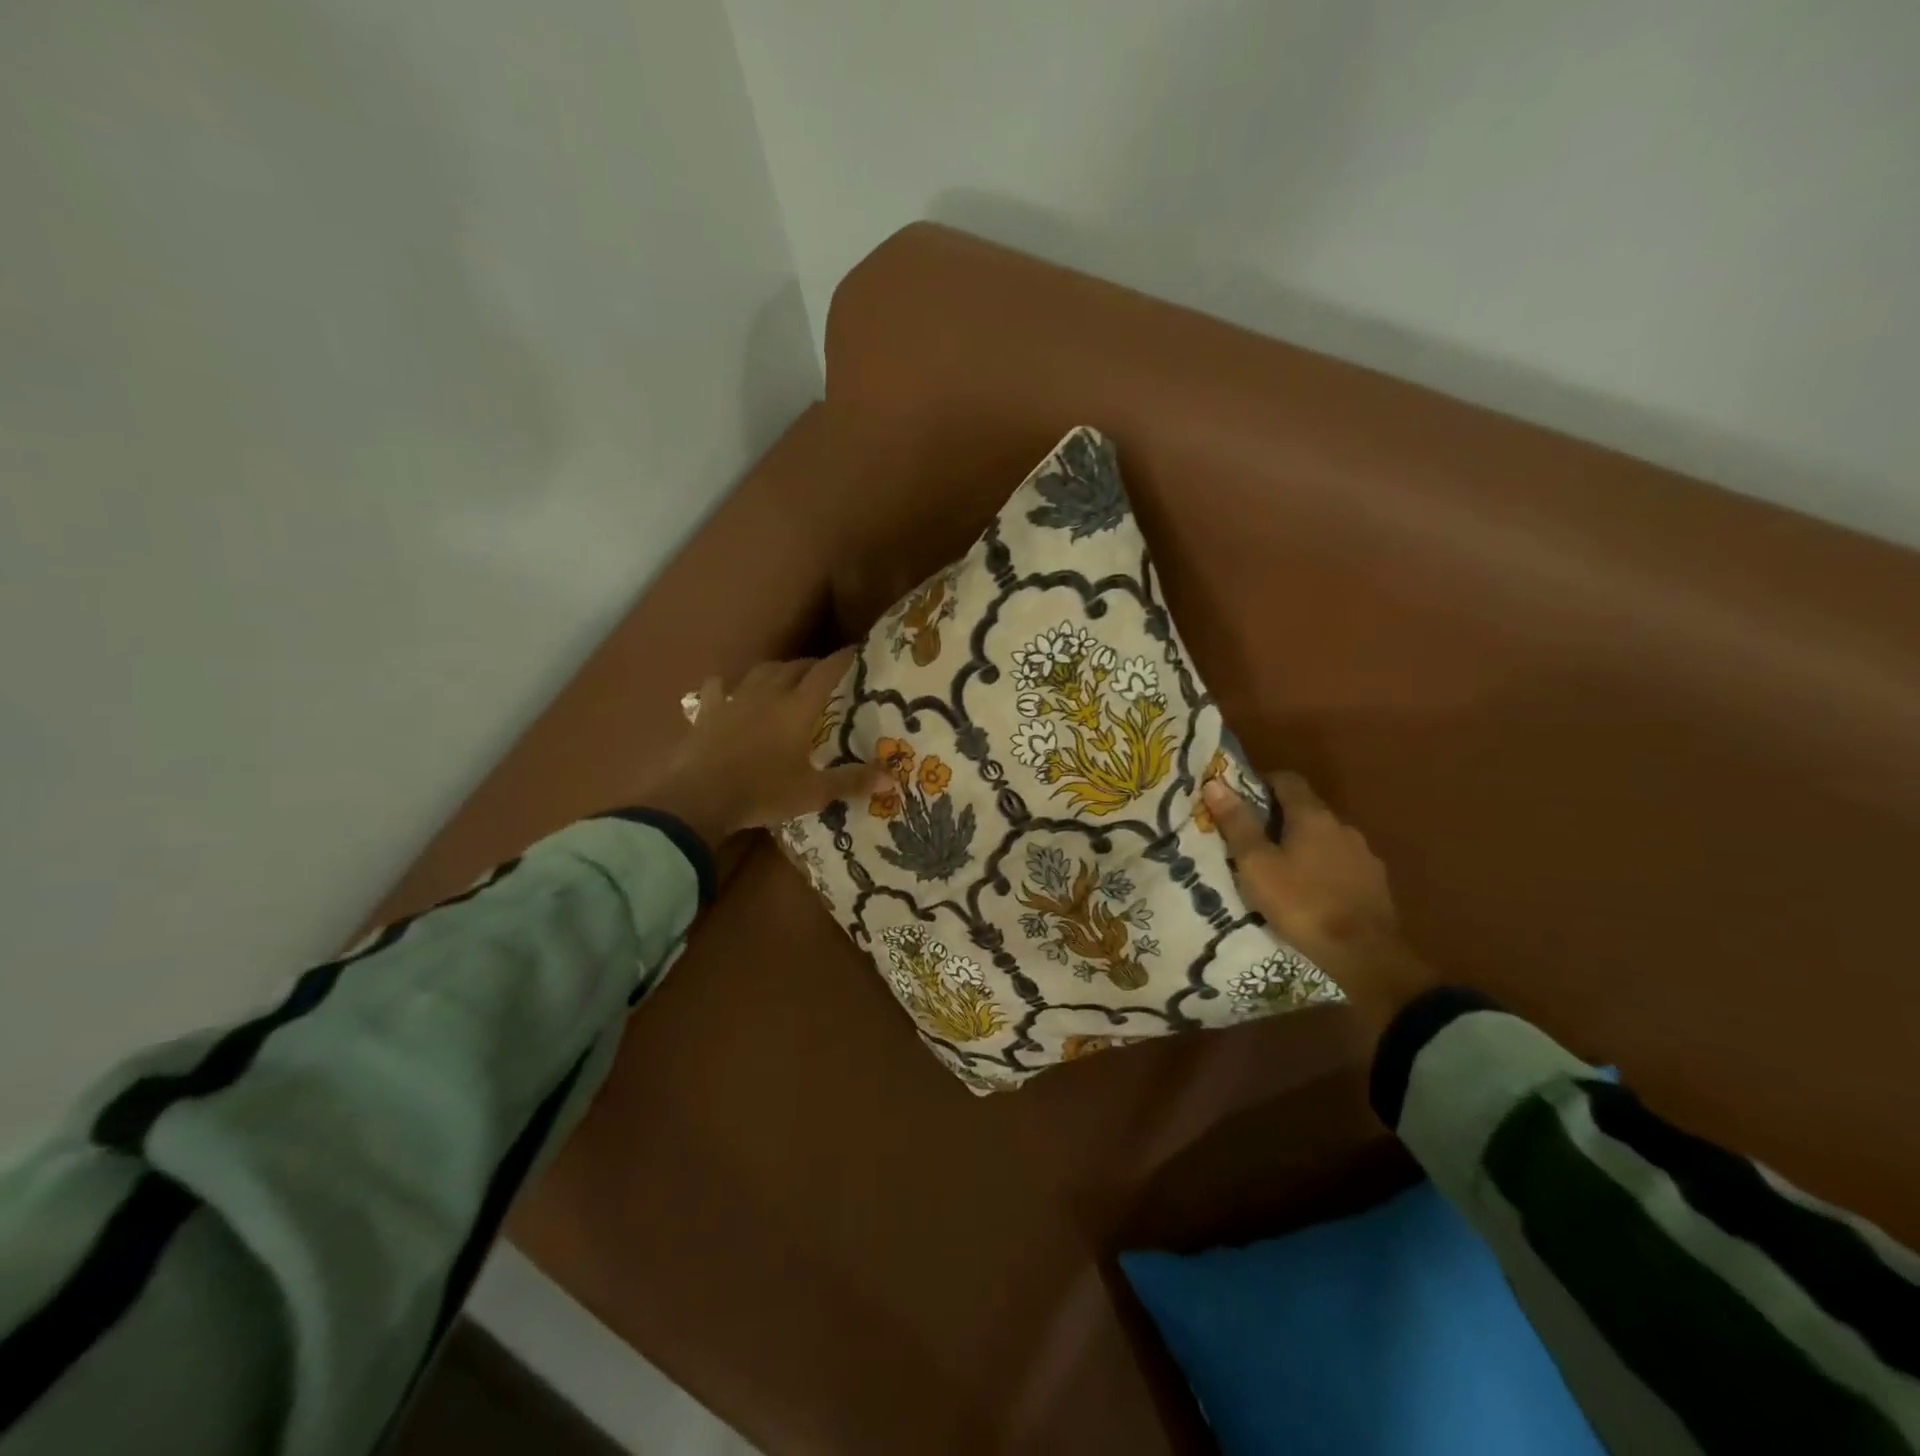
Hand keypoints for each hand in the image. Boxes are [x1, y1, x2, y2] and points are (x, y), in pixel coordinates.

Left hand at [641, 648, 890, 848]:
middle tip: (824, 673)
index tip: (859, 651)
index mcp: (797, 708)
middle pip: (795, 667)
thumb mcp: (813, 793)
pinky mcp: (707, 712)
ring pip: (760, 671)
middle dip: (813, 665)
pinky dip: (727, 685)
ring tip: (786, 678)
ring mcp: (734, 700)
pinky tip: (728, 690)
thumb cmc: (763, 793)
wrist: (698, 798)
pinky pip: (718, 688)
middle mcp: (768, 694)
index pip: (827, 672)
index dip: (844, 659)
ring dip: (778, 670)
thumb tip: (891, 777)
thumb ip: (851, 781)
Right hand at [1203, 772, 1437, 1032]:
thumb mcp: (1256, 864)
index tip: (1241, 799)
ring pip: (1325, 838)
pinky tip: (1311, 891)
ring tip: (1281, 870)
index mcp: (1312, 815)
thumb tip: (1214, 783)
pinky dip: (1323, 868)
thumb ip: (1237, 823)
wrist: (1364, 953)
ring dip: (1304, 845)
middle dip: (1280, 818)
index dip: (1263, 783)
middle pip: (1307, 809)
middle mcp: (1342, 825)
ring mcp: (1363, 854)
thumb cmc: (1301, 902)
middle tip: (1253, 840)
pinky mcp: (1375, 882)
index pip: (1287, 780)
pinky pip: (1342, 863)